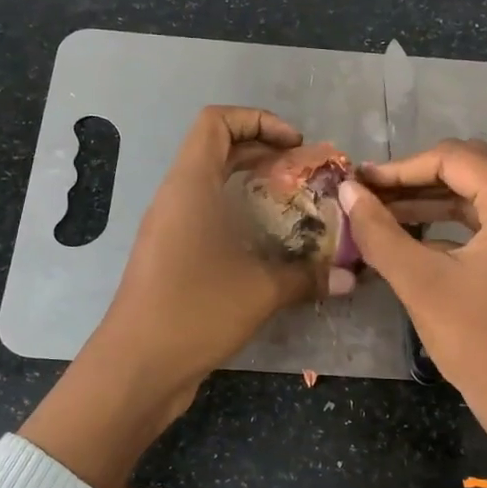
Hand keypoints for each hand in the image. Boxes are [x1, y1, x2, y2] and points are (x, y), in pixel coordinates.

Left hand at [21, 107, 321, 487]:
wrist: (137, 367)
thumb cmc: (195, 311)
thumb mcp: (260, 290)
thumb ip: (307, 276)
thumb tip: (349, 277)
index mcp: (190, 185)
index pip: (216, 122)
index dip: (258, 120)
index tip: (296, 145)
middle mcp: (176, 198)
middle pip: (217, 151)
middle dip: (265, 155)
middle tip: (306, 178)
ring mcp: (169, 229)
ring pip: (213, 188)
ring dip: (254, 190)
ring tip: (297, 211)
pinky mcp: (170, 258)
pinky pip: (207, 220)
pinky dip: (240, 221)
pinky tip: (271, 250)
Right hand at [341, 140, 486, 487]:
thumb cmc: (477, 340)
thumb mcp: (420, 281)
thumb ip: (379, 231)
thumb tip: (346, 192)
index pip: (455, 158)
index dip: (401, 167)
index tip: (359, 182)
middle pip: (470, 169)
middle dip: (415, 179)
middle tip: (368, 194)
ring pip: (477, 195)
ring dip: (429, 200)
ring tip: (380, 212)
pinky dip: (449, 223)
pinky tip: (412, 236)